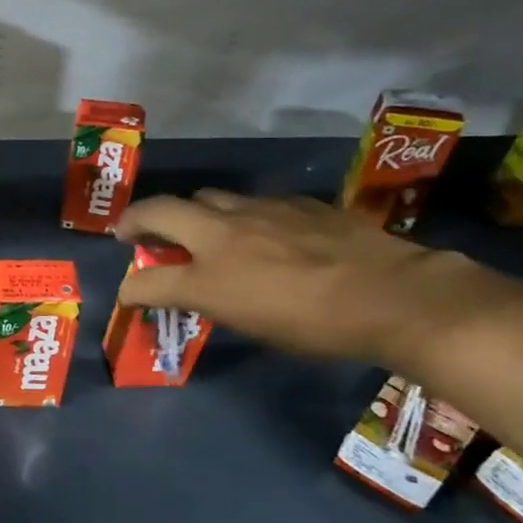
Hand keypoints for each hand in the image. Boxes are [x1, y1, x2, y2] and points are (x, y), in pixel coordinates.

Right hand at [113, 190, 510, 368]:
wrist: (393, 295)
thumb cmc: (314, 324)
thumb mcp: (249, 325)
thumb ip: (207, 301)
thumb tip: (183, 291)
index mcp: (208, 270)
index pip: (149, 278)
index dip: (131, 287)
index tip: (129, 293)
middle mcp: (223, 231)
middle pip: (163, 209)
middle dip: (138, 219)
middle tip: (132, 231)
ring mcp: (260, 210)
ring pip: (208, 197)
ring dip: (189, 212)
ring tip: (196, 229)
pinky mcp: (297, 203)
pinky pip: (253, 202)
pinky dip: (239, 214)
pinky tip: (259, 231)